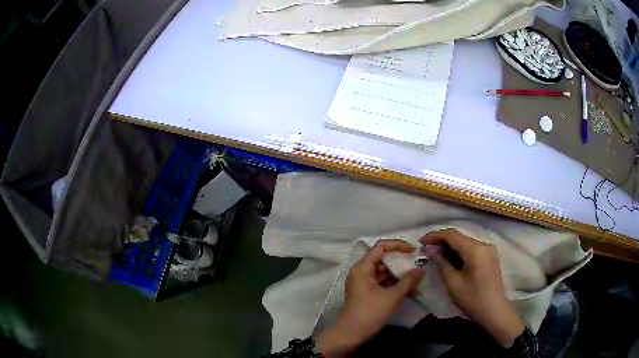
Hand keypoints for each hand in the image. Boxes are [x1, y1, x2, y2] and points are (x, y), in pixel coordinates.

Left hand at [315, 240, 423, 356]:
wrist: (351, 335)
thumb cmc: (370, 313)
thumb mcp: (392, 296)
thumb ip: (408, 281)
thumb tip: (421, 269)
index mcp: (362, 268)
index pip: (380, 247)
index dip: (398, 245)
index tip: (413, 251)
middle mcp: (361, 272)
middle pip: (383, 260)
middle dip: (401, 263)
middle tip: (418, 265)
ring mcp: (363, 283)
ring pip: (384, 272)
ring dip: (400, 276)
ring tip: (418, 279)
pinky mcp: (367, 293)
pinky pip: (383, 283)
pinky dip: (395, 285)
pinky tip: (411, 291)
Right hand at [420, 229, 524, 346]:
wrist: (494, 311)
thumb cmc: (472, 298)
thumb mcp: (453, 282)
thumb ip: (441, 262)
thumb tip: (429, 248)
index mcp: (475, 249)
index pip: (452, 234)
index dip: (434, 236)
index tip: (420, 242)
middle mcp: (484, 245)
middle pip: (459, 237)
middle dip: (442, 242)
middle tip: (426, 252)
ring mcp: (489, 251)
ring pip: (466, 243)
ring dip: (451, 248)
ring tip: (437, 258)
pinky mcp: (490, 258)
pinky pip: (472, 250)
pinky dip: (460, 253)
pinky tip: (452, 262)